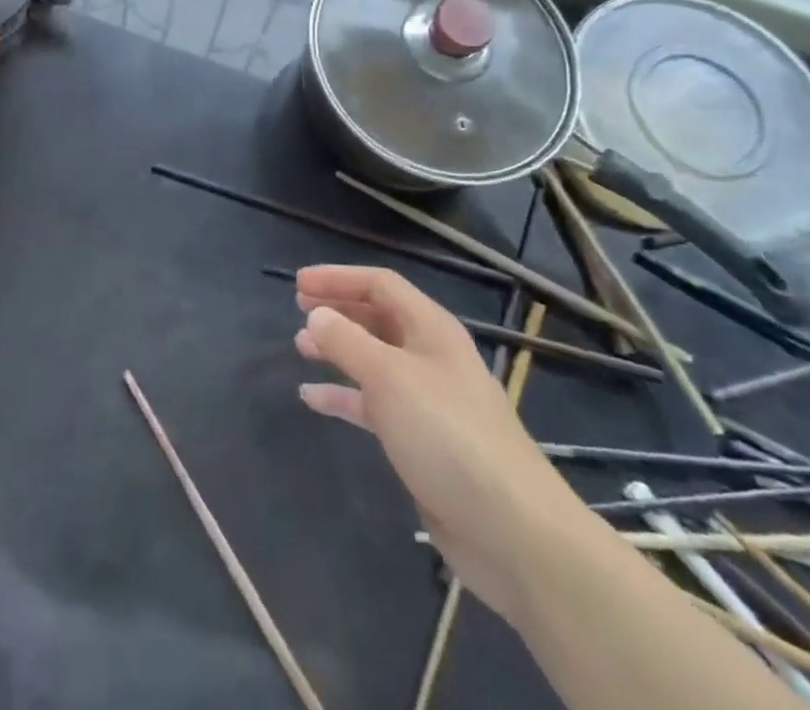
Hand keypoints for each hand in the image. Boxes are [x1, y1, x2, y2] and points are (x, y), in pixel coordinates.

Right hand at [293, 264, 587, 621]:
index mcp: (431, 329)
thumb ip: (347, 342)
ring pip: (374, 360)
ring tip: (300, 348)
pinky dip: (344, 396)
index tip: (298, 284)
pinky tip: (313, 398)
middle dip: (338, 310)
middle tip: (298, 310)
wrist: (511, 531)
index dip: (338, 278)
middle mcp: (431, 356)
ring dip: (338, 350)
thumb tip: (316, 316)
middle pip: (378, 318)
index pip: (380, 284)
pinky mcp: (422, 441)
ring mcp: (428, 400)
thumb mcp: (389, 378)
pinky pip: (374, 404)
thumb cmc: (448, 435)